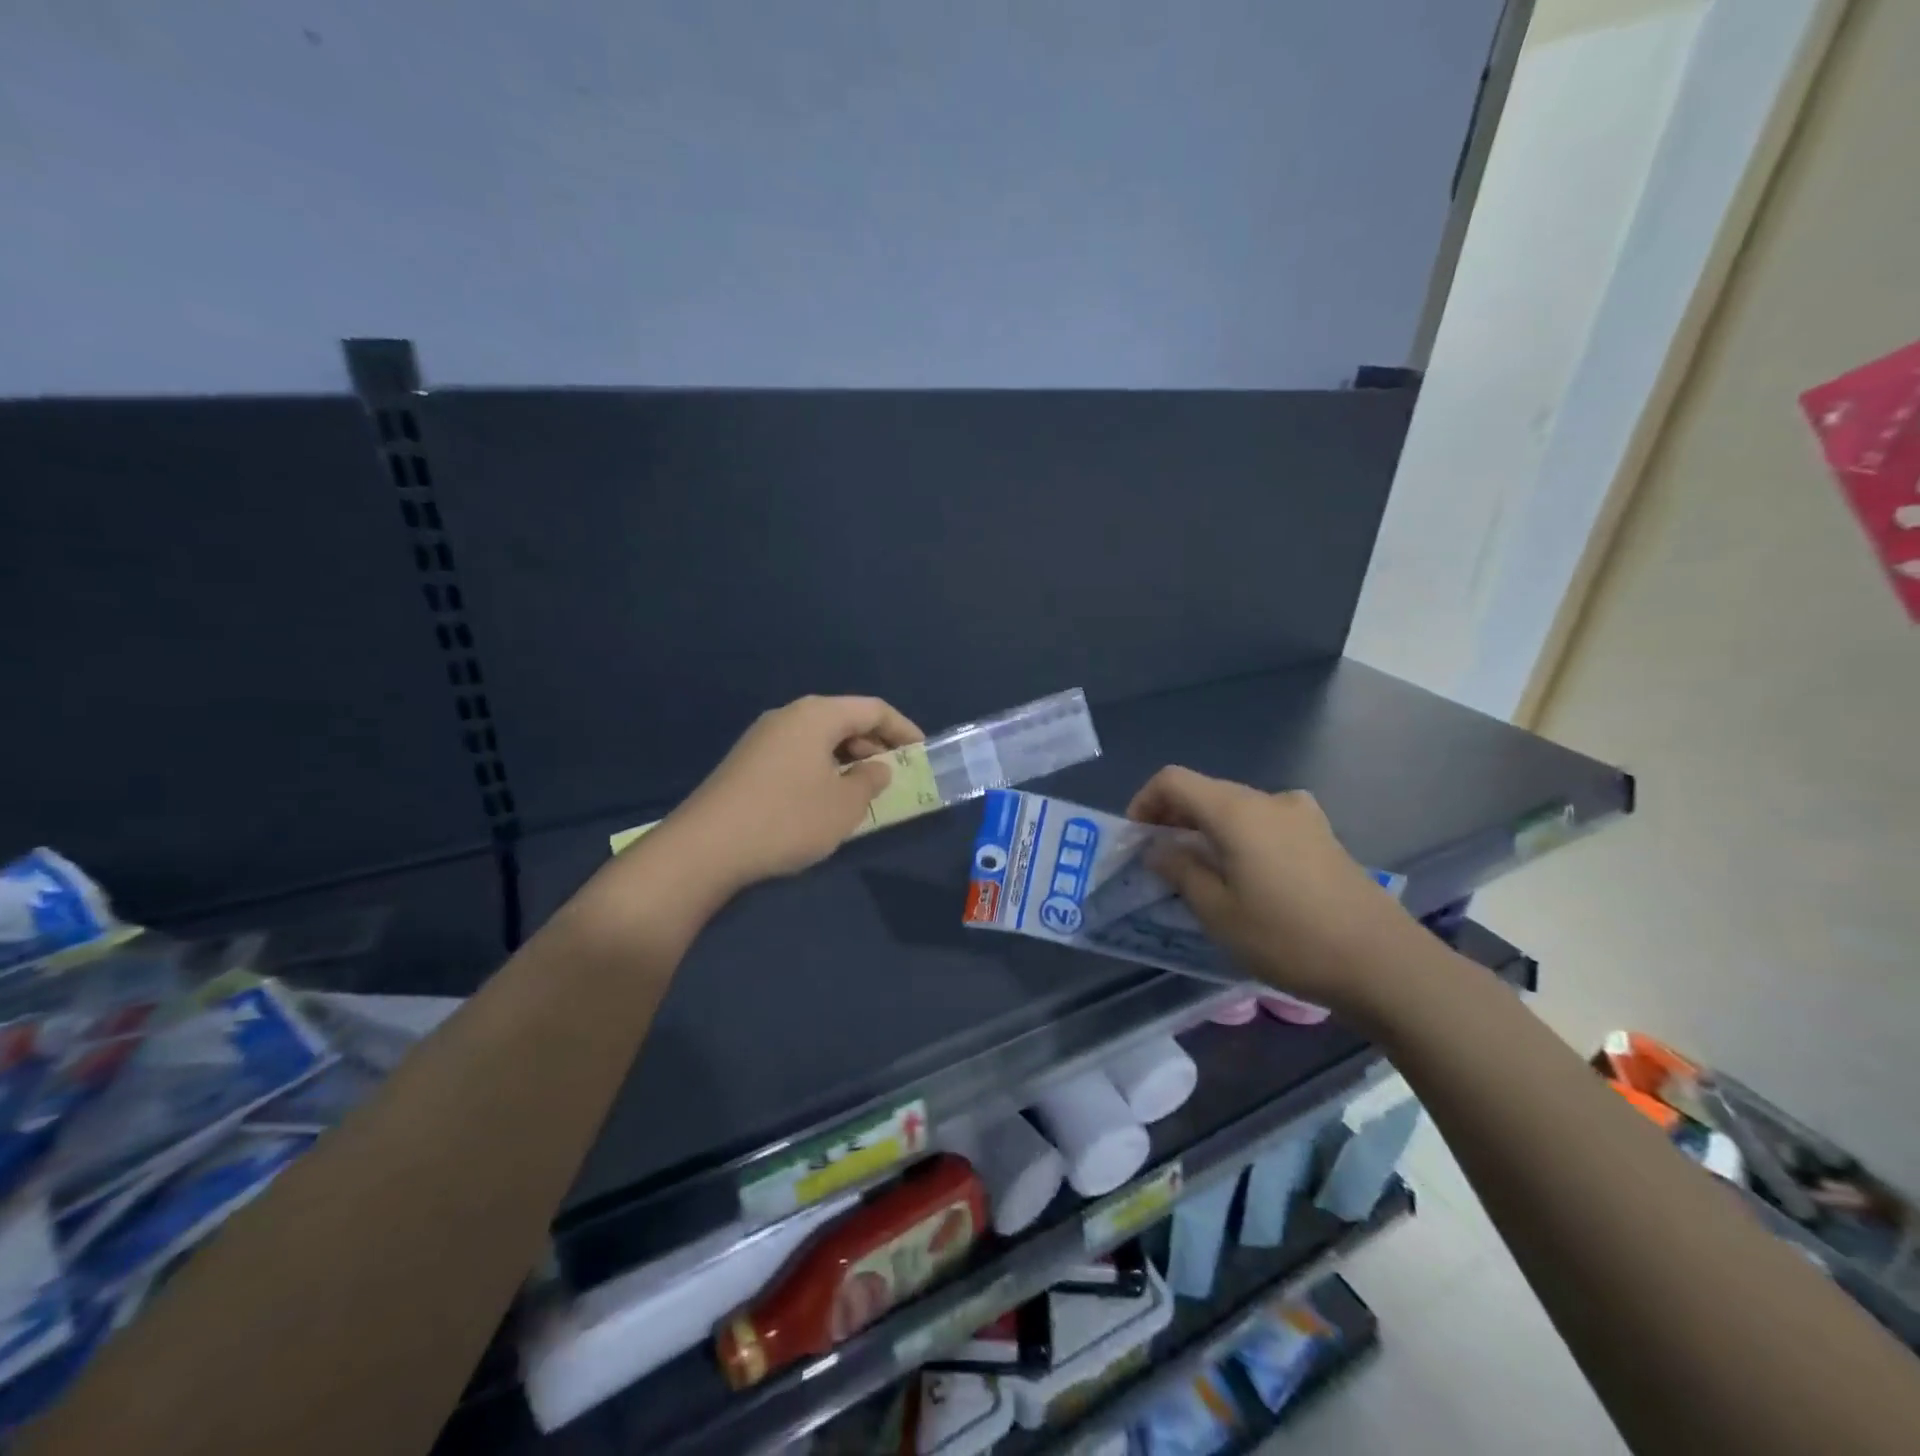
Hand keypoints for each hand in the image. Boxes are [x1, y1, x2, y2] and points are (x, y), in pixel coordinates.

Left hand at [665, 695, 924, 894]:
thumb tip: (876, 768)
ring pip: (820, 739)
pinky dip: (823, 769)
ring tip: (865, 791)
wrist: (706, 847)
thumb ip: (870, 781)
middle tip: (896, 775)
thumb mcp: (844, 805)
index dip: (903, 728)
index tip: (923, 752)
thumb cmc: (788, 820)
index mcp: (817, 715)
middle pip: (844, 720)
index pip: (873, 709)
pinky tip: (826, 800)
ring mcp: (763, 738)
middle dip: (875, 745)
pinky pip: (798, 755)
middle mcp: (789, 716)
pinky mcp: (747, 762)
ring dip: (848, 760)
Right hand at [1127, 767, 1424, 1015]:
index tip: (1137, 840)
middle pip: (1205, 791)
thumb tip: (1159, 849)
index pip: (1173, 781)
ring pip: (1236, 808)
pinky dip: (1240, 838)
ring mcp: (1301, 816)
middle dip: (1173, 818)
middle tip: (1160, 861)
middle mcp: (1268, 800)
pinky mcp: (1323, 837)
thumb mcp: (1218, 911)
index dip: (1145, 802)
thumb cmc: (1288, 938)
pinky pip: (1265, 823)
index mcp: (1236, 811)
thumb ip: (1181, 871)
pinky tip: (1246, 878)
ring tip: (1200, 873)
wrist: (1383, 963)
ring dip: (1207, 830)